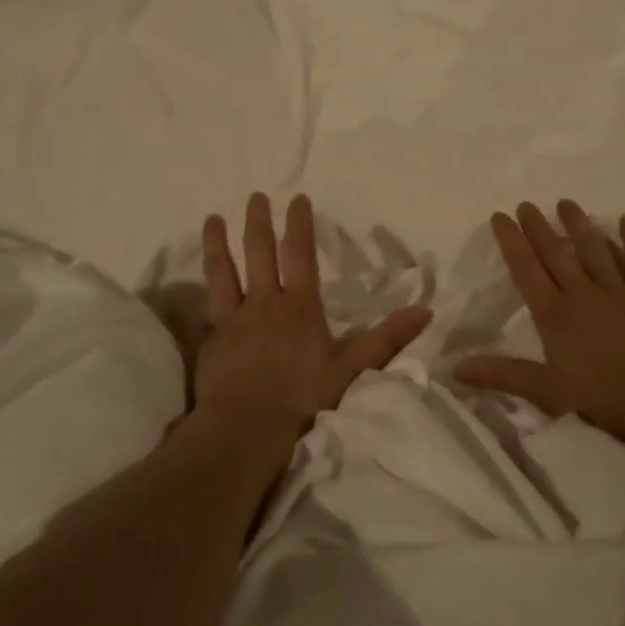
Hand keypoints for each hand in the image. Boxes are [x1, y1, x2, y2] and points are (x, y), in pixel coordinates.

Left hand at [195, 193, 431, 443]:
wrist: (246, 428)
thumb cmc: (303, 399)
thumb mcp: (352, 370)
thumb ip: (386, 339)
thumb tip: (425, 312)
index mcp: (300, 306)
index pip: (299, 254)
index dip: (299, 225)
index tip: (297, 199)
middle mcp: (265, 302)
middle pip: (260, 253)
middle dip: (259, 222)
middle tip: (256, 197)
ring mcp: (235, 318)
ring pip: (224, 270)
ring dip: (219, 242)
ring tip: (213, 218)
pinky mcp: (212, 337)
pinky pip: (208, 303)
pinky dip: (205, 286)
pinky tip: (199, 279)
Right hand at [456, 201, 624, 440]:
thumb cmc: (606, 400)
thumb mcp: (548, 393)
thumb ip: (504, 375)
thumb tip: (456, 368)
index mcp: (555, 316)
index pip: (526, 271)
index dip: (511, 242)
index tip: (500, 216)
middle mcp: (584, 294)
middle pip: (557, 254)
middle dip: (539, 228)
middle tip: (527, 204)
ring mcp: (621, 291)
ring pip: (595, 249)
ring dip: (579, 225)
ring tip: (566, 203)